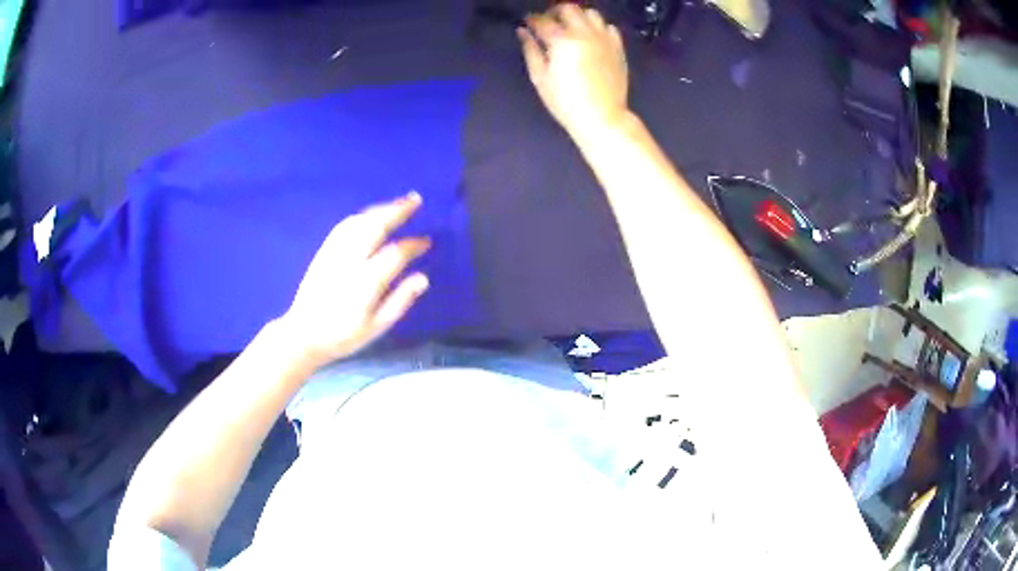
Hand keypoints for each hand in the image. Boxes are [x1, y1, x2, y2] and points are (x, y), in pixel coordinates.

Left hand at [281, 192, 430, 366]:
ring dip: (379, 209)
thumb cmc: (343, 335)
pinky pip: (343, 227)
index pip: (395, 254)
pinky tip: (371, 216)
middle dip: (397, 211)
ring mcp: (333, 253)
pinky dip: (361, 217)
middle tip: (415, 200)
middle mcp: (349, 261)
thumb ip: (400, 301)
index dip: (413, 245)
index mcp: (365, 283)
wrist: (303, 334)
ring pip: (359, 222)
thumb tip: (423, 278)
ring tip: (397, 204)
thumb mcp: (377, 327)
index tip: (427, 241)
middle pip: (375, 227)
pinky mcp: (323, 252)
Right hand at [518, 5, 628, 135]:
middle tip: (549, 23)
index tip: (527, 23)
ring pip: (591, 13)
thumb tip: (523, 32)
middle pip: (568, 8)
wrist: (602, 117)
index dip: (531, 19)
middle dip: (555, 12)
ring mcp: (604, 39)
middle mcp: (584, 33)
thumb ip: (531, 50)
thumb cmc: (565, 101)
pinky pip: (608, 27)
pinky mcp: (618, 47)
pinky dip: (598, 27)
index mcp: (562, 40)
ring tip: (571, 28)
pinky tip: (591, 37)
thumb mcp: (540, 78)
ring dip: (578, 16)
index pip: (542, 20)